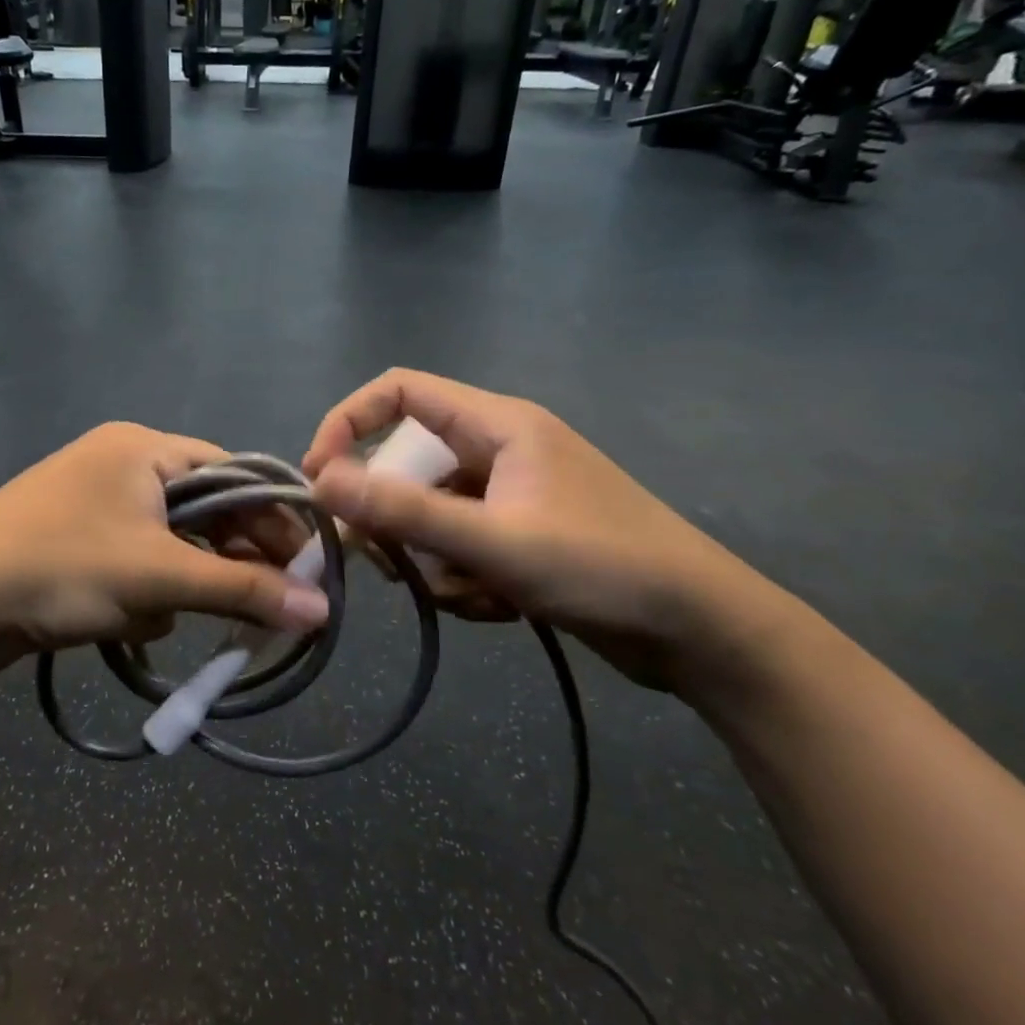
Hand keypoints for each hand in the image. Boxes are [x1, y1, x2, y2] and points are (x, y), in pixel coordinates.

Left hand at [0, 423, 328, 675]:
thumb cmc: (61, 569)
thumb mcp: (158, 579)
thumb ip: (243, 590)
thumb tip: (321, 611)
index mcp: (141, 448)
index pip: (232, 473)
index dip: (273, 518)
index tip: (307, 565)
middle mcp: (118, 464)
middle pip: (202, 509)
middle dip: (228, 558)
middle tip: (266, 603)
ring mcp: (91, 503)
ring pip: (168, 543)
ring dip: (180, 583)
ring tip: (173, 615)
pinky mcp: (72, 541)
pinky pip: (133, 561)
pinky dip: (142, 592)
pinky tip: (128, 622)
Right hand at [302, 369, 794, 696]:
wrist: (703, 633)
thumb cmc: (604, 569)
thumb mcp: (495, 543)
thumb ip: (404, 512)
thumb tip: (321, 483)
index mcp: (498, 424)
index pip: (399, 391)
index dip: (348, 423)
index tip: (320, 479)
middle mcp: (499, 449)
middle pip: (408, 464)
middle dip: (394, 518)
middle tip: (391, 564)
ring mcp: (511, 494)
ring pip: (431, 514)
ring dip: (432, 558)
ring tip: (472, 594)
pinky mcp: (521, 535)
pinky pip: (461, 546)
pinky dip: (464, 578)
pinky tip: (499, 607)